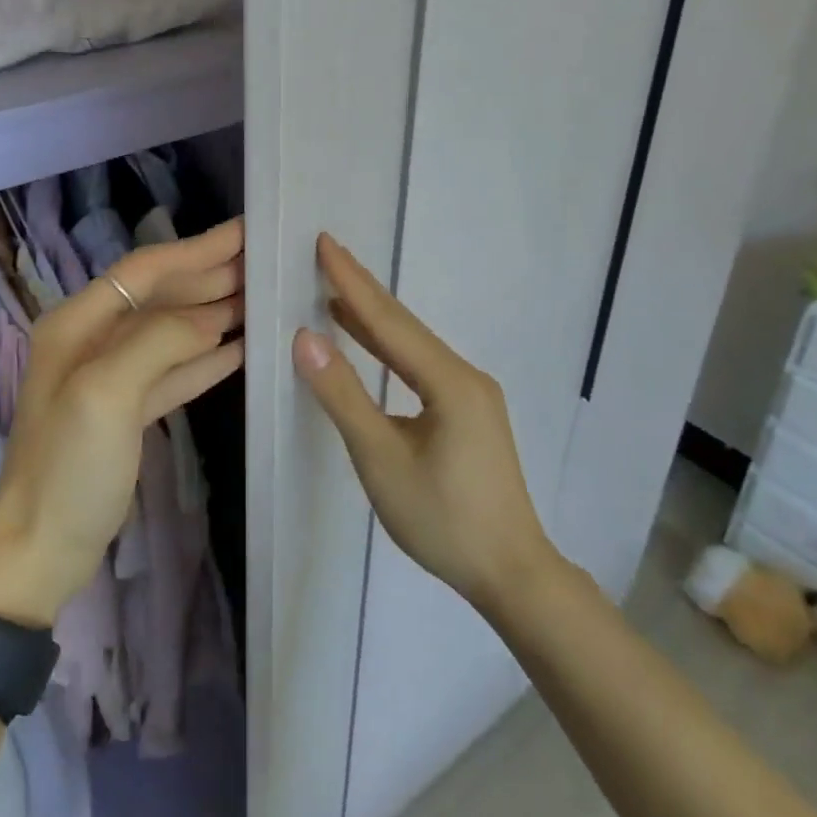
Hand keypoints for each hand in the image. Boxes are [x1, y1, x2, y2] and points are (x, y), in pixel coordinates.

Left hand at [0, 218, 245, 626]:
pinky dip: (208, 356)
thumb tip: (212, 316)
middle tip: (265, 261)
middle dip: (210, 276)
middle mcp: (93, 339)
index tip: (244, 231)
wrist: (41, 551)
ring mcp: (112, 375)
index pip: (145, 270)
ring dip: (215, 312)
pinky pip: (175, 369)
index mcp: (78, 323)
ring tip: (263, 295)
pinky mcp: (129, 410)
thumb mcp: (106, 393)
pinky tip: (242, 346)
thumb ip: (159, 341)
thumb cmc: (68, 466)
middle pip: (160, 295)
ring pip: (172, 330)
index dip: (195, 248)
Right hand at [292, 233, 554, 613]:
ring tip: (336, 290)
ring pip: (412, 345)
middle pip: (404, 325)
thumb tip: (306, 338)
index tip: (325, 242)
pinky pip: (418, 366)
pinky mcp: (466, 413)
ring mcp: (469, 394)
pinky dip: (387, 349)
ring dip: (373, 318)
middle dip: (363, 289)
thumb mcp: (381, 459)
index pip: (390, 321)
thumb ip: (343, 395)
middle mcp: (464, 376)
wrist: (511, 574)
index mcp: (449, 381)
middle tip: (327, 253)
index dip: (353, 282)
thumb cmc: (443, 519)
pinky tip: (367, 342)